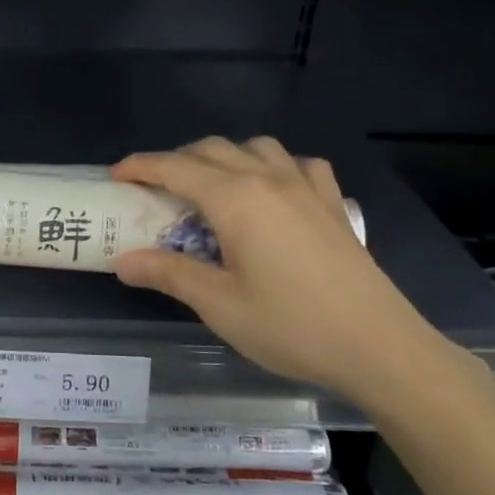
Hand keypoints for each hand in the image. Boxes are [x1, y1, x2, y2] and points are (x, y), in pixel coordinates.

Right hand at [112, 138, 465, 409]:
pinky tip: (273, 189)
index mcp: (235, 199)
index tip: (115, 175)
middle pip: (211, 149)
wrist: (379, 347)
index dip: (140, 167)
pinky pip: (298, 164)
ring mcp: (306, 187)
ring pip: (256, 147)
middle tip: (153, 189)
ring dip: (223, 156)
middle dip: (175, 160)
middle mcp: (269, 179)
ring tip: (209, 186)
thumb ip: (169, 274)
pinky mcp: (332, 204)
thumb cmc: (291, 326)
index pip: (175, 168)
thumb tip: (124, 261)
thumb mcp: (219, 305)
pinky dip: (274, 165)